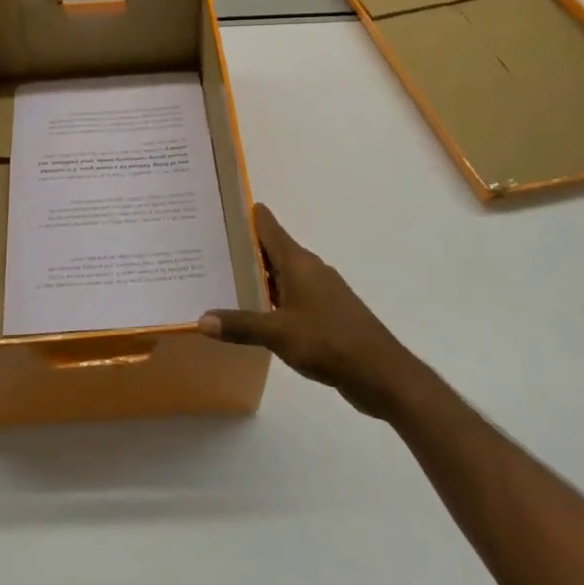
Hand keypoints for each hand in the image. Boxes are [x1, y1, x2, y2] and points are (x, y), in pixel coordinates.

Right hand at [200, 204, 421, 418]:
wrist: (381, 373)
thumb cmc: (329, 341)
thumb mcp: (278, 333)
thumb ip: (240, 325)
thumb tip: (201, 319)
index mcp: (298, 262)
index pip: (267, 226)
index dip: (244, 216)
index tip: (217, 211)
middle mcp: (309, 270)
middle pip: (270, 250)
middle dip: (241, 250)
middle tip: (205, 250)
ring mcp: (319, 292)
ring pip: (280, 276)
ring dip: (255, 278)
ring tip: (219, 281)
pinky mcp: (325, 314)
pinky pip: (290, 298)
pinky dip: (270, 301)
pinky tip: (251, 314)